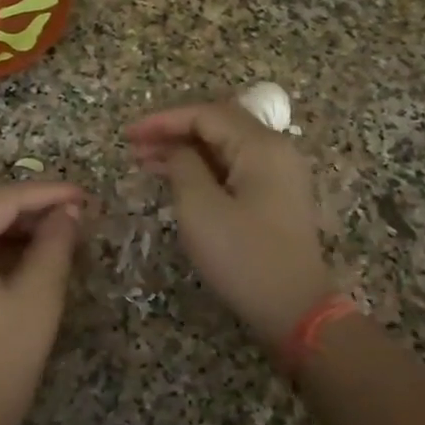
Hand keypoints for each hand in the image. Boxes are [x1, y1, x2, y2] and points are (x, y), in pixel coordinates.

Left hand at [0, 181, 85, 424]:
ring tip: (54, 233)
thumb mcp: (37, 301)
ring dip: (8, 224)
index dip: (46, 194)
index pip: (1, 198)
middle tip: (74, 215)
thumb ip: (54, 245)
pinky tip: (20, 253)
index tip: (85, 195)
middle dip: (27, 206)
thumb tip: (69, 211)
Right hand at [127, 100, 330, 352]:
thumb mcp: (200, 208)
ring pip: (224, 148)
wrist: (296, 310)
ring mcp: (279, 174)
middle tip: (134, 149)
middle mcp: (275, 150)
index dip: (163, 120)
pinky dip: (203, 169)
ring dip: (185, 152)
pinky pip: (234, 168)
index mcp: (261, 146)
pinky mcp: (276, 197)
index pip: (206, 114)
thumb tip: (177, 150)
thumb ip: (182, 166)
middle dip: (173, 133)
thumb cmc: (243, 257)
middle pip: (218, 126)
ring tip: (146, 163)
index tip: (128, 135)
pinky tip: (177, 180)